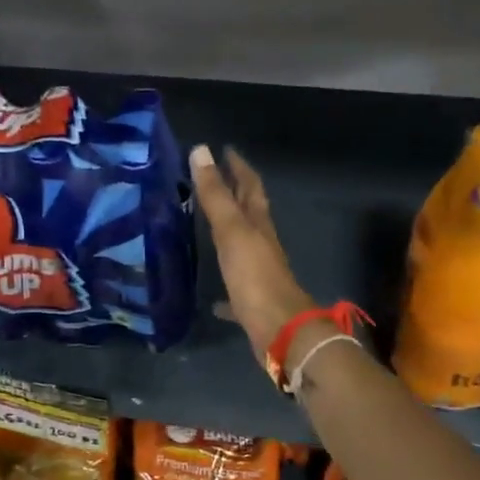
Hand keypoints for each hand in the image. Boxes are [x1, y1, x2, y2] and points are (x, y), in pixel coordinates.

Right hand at [189, 144, 314, 367]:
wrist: (279, 330)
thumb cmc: (255, 276)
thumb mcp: (232, 231)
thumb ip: (215, 195)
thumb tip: (201, 150)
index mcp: (258, 224)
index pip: (250, 186)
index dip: (238, 167)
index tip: (225, 150)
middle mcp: (261, 245)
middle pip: (250, 214)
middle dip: (235, 196)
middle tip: (213, 182)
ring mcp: (258, 274)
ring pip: (242, 248)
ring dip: (228, 236)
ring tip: (207, 229)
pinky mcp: (252, 302)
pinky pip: (235, 290)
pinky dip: (224, 290)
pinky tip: (211, 299)